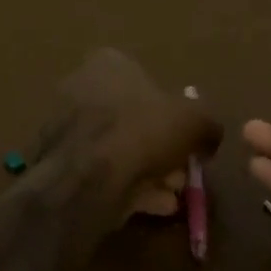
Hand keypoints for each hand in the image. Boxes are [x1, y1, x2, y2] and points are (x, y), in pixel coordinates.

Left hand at [42, 49, 222, 221]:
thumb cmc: (142, 132)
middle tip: (183, 173)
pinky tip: (154, 206)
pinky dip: (130, 187)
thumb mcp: (194, 122)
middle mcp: (82, 88)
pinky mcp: (61, 164)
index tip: (191, 140)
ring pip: (121, 149)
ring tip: (172, 194)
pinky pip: (104, 172)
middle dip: (163, 149)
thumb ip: (207, 125)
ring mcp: (67, 128)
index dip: (175, 113)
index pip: (149, 81)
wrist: (86, 178)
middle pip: (135, 120)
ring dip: (151, 172)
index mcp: (108, 64)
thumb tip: (209, 137)